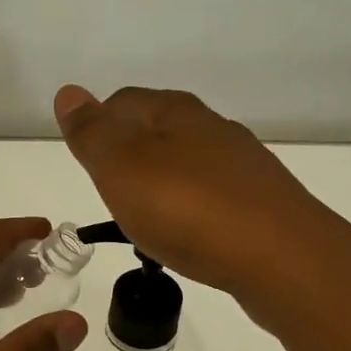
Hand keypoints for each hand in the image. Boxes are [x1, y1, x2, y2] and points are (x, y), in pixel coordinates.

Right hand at [54, 85, 334, 303]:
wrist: (282, 259)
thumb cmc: (188, 210)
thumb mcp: (122, 169)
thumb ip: (92, 133)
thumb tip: (69, 92)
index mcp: (175, 112)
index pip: (122, 102)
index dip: (97, 128)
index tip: (87, 167)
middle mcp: (212, 128)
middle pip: (156, 132)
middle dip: (129, 159)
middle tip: (110, 197)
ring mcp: (242, 166)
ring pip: (186, 165)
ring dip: (161, 186)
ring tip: (146, 223)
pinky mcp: (261, 203)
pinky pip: (211, 198)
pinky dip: (191, 211)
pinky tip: (188, 238)